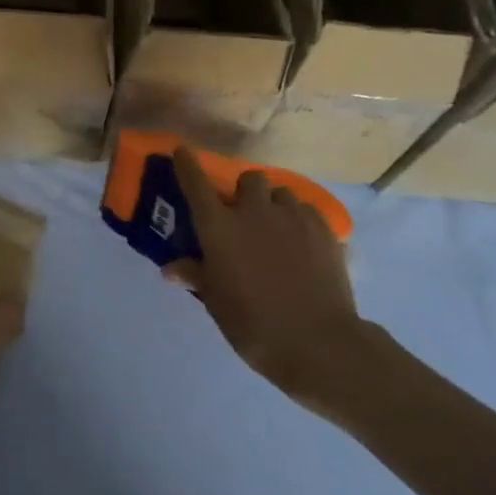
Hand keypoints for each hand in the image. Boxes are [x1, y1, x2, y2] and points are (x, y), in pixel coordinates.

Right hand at [165, 148, 377, 416]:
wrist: (317, 342)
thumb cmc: (252, 323)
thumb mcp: (215, 302)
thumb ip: (195, 276)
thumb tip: (171, 269)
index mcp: (219, 227)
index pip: (196, 182)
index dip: (187, 164)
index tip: (182, 152)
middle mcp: (253, 211)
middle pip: (249, 179)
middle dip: (244, 191)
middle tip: (244, 215)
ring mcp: (292, 217)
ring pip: (281, 193)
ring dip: (274, 204)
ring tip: (276, 229)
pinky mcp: (324, 230)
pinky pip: (307, 211)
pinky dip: (299, 220)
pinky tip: (302, 243)